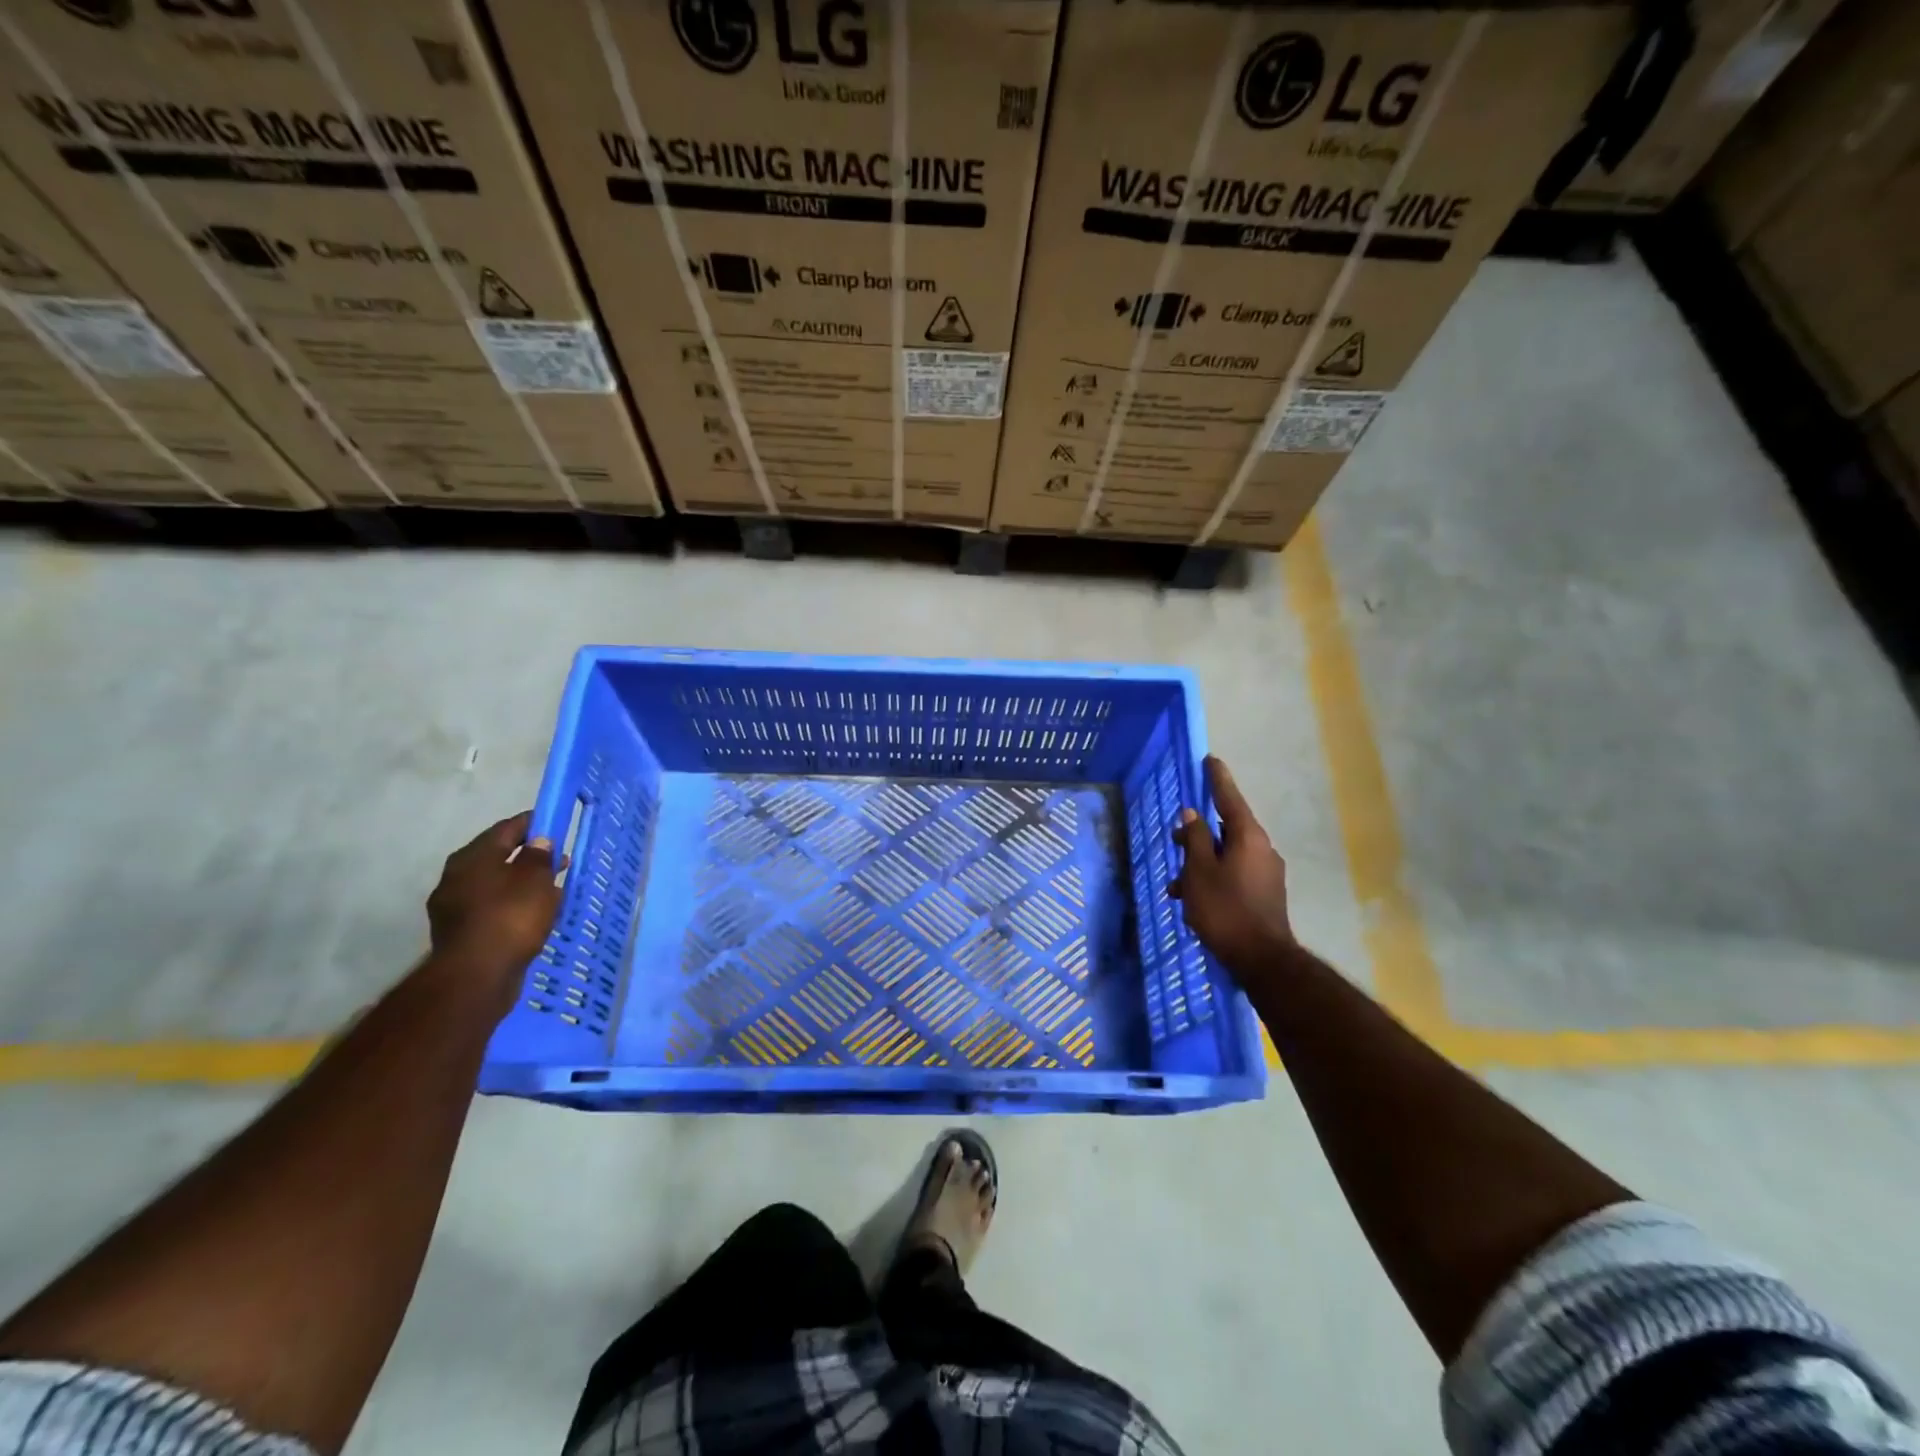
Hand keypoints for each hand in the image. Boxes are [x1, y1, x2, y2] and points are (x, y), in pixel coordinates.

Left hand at [426, 812, 565, 992]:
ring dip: (520, 882)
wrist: (477, 976)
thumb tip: (538, 842)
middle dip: (527, 855)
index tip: (553, 823)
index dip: (532, 823)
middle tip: (557, 859)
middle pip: (497, 856)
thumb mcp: (536, 880)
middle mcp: (456, 876)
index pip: (505, 829)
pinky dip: (511, 904)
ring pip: (494, 884)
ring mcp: (453, 906)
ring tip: (550, 888)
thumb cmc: (511, 917)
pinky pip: (491, 908)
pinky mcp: (459, 932)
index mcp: (472, 857)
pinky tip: (531, 913)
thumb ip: (539, 856)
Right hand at [1169, 757, 1295, 979]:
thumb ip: (1194, 839)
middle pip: (1226, 828)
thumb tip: (1192, 814)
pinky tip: (1192, 900)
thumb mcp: (1199, 871)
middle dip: (1198, 833)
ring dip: (1201, 863)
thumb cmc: (1225, 910)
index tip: (1210, 759)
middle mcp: (1262, 848)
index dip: (1217, 779)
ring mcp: (1266, 872)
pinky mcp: (1265, 893)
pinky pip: (1234, 873)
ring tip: (1176, 885)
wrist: (1262, 960)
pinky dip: (1213, 878)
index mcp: (1248, 837)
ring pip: (1227, 854)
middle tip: (1174, 838)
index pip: (1229, 798)